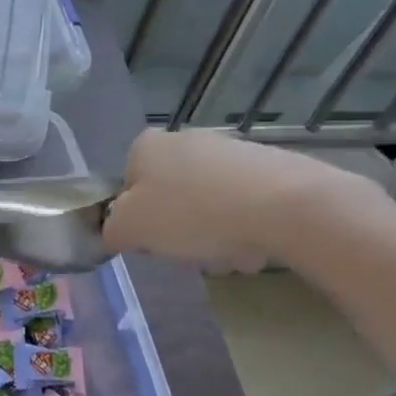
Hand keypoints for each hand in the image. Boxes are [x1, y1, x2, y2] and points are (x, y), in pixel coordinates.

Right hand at [103, 128, 368, 272]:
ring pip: (206, 205)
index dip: (135, 220)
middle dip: (177, 229)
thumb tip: (116, 232)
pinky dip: (244, 229)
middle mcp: (185, 139)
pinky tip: (255, 248)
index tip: (151, 242)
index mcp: (146, 146)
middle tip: (188, 252)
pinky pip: (243, 207)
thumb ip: (111, 230)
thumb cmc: (192, 213)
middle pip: (168, 197)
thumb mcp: (130, 228)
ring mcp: (229, 151)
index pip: (126, 188)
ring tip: (228, 255)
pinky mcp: (268, 167)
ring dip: (211, 234)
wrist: (284, 206)